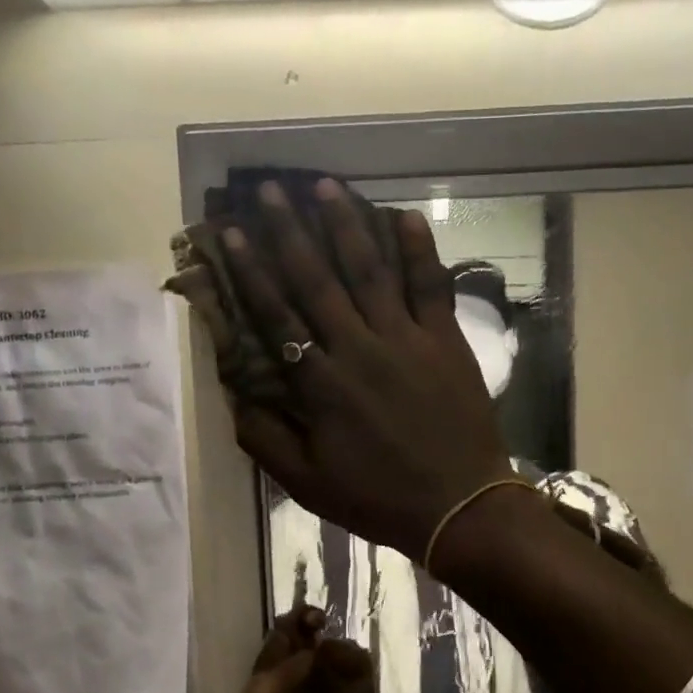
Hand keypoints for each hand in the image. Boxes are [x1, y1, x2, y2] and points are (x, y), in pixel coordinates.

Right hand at [218, 178, 514, 559]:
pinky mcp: (446, 340)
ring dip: (346, 226)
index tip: (233, 234)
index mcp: (322, 384)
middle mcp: (359, 348)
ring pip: (370, 271)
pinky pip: (431, 286)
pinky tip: (404, 216)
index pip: (277, 315)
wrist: (459, 507)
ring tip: (326, 186)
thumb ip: (265, 438)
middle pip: (318, 280)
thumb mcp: (307, 483)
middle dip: (290, 231)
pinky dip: (419, 250)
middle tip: (270, 189)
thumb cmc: (379, 497)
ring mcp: (407, 339)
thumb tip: (233, 395)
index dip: (252, 272)